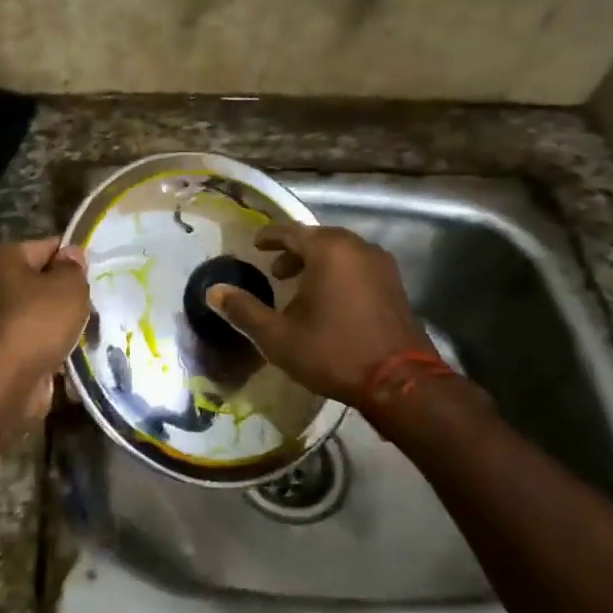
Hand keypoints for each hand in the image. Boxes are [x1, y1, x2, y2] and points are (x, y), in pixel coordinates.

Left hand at [0, 237, 89, 416]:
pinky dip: (57, 348)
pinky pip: (39, 343)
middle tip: (98, 303)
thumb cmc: (37, 321)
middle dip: (70, 295)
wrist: (7, 381)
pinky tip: (80, 353)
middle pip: (43, 283)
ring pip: (43, 316)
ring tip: (94, 330)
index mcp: (3, 259)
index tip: (100, 272)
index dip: (75, 258)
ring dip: (66, 325)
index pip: (48, 247)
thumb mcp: (68, 286)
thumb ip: (74, 267)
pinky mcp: (5, 352)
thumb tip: (72, 255)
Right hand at [209, 224, 433, 407]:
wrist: (399, 381)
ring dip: (317, 264)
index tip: (255, 245)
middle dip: (294, 252)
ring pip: (341, 253)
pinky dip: (339, 274)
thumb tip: (213, 291)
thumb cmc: (333, 352)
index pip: (290, 231)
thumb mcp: (278, 336)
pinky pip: (359, 267)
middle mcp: (357, 247)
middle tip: (275, 271)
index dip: (269, 237)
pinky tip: (329, 300)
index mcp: (328, 250)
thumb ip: (244, 310)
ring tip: (300, 287)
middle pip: (318, 239)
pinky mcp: (395, 285)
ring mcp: (381, 265)